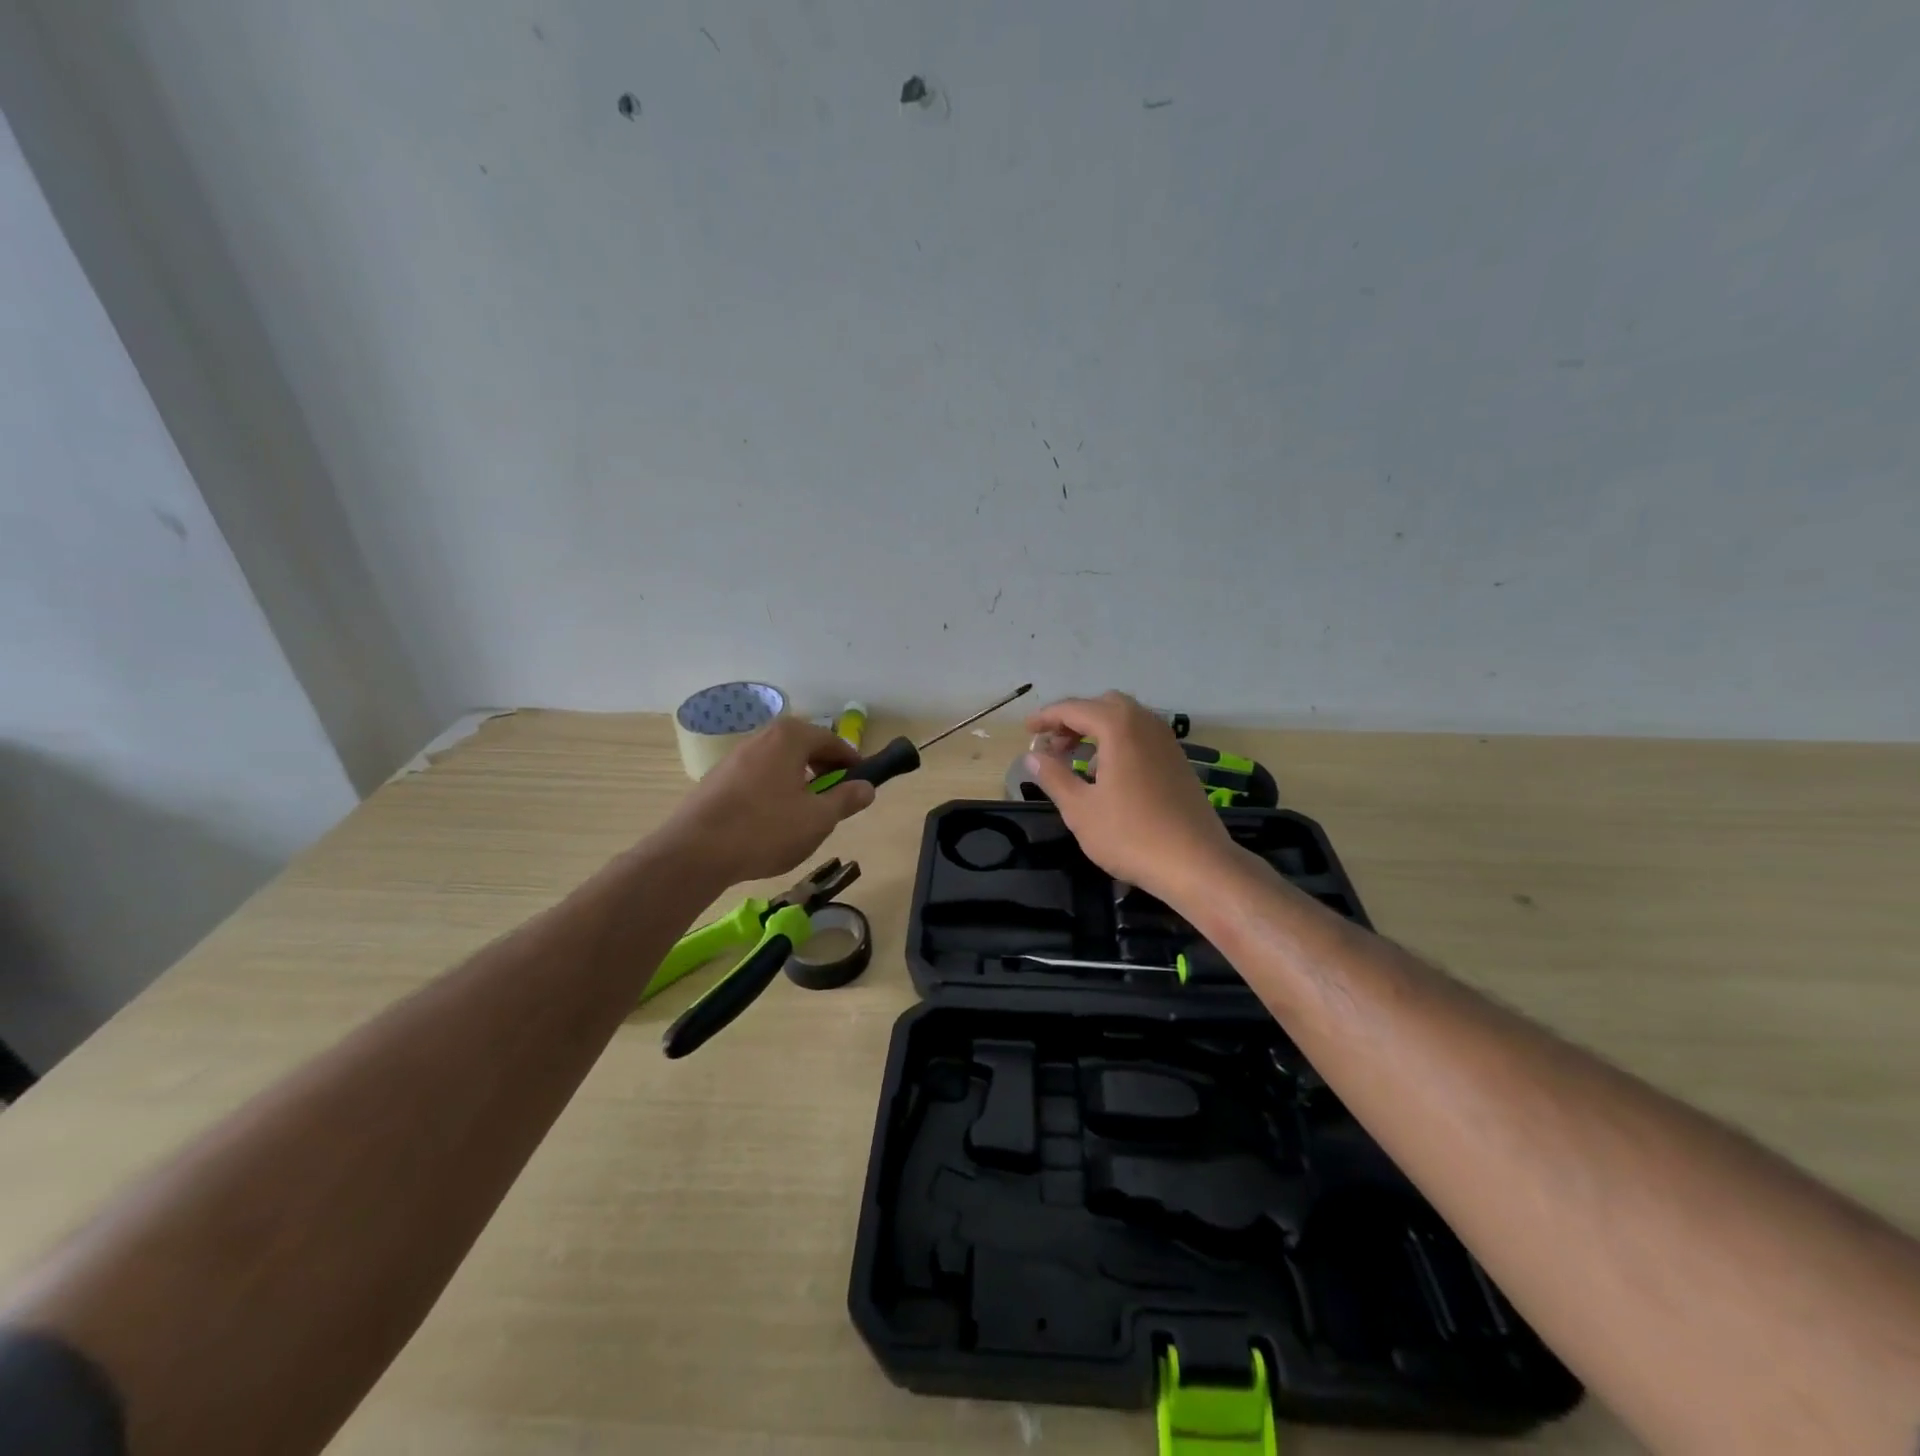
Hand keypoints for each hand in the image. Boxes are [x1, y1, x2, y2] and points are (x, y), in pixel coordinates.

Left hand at [657, 717, 874, 886]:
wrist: (694, 852)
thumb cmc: (765, 829)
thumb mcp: (818, 819)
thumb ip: (845, 800)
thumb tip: (866, 787)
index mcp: (790, 737)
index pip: (832, 741)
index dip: (852, 763)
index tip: (862, 784)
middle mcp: (762, 737)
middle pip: (804, 748)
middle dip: (824, 771)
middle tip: (836, 800)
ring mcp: (735, 757)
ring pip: (780, 764)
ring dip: (798, 782)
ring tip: (805, 814)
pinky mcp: (717, 779)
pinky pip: (758, 777)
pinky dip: (774, 791)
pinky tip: (772, 822)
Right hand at [1023, 692, 1237, 907]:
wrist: (1196, 863)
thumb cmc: (1130, 835)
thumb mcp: (1080, 808)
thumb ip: (1053, 776)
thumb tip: (1032, 756)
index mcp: (1119, 727)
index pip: (1074, 709)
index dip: (1047, 717)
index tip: (1027, 731)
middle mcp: (1146, 724)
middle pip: (1103, 705)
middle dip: (1074, 720)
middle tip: (1053, 745)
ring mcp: (1166, 741)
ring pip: (1126, 719)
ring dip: (1097, 730)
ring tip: (1077, 761)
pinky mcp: (1178, 761)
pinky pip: (1141, 736)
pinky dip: (1119, 742)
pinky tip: (1108, 775)